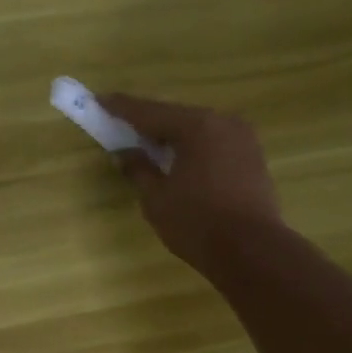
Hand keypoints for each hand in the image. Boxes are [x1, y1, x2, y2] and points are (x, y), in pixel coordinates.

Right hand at [99, 94, 283, 272]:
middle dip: (149, 123)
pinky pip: (214, 144)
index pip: (150, 112)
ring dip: (173, 137)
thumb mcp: (157, 199)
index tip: (98, 100)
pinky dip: (193, 148)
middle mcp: (223, 122)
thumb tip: (124, 153)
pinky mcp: (253, 158)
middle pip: (176, 117)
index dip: (121, 108)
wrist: (252, 252)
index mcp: (196, 126)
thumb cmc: (197, 223)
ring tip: (149, 146)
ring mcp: (243, 139)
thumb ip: (139, 170)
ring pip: (198, 130)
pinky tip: (179, 162)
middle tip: (122, 126)